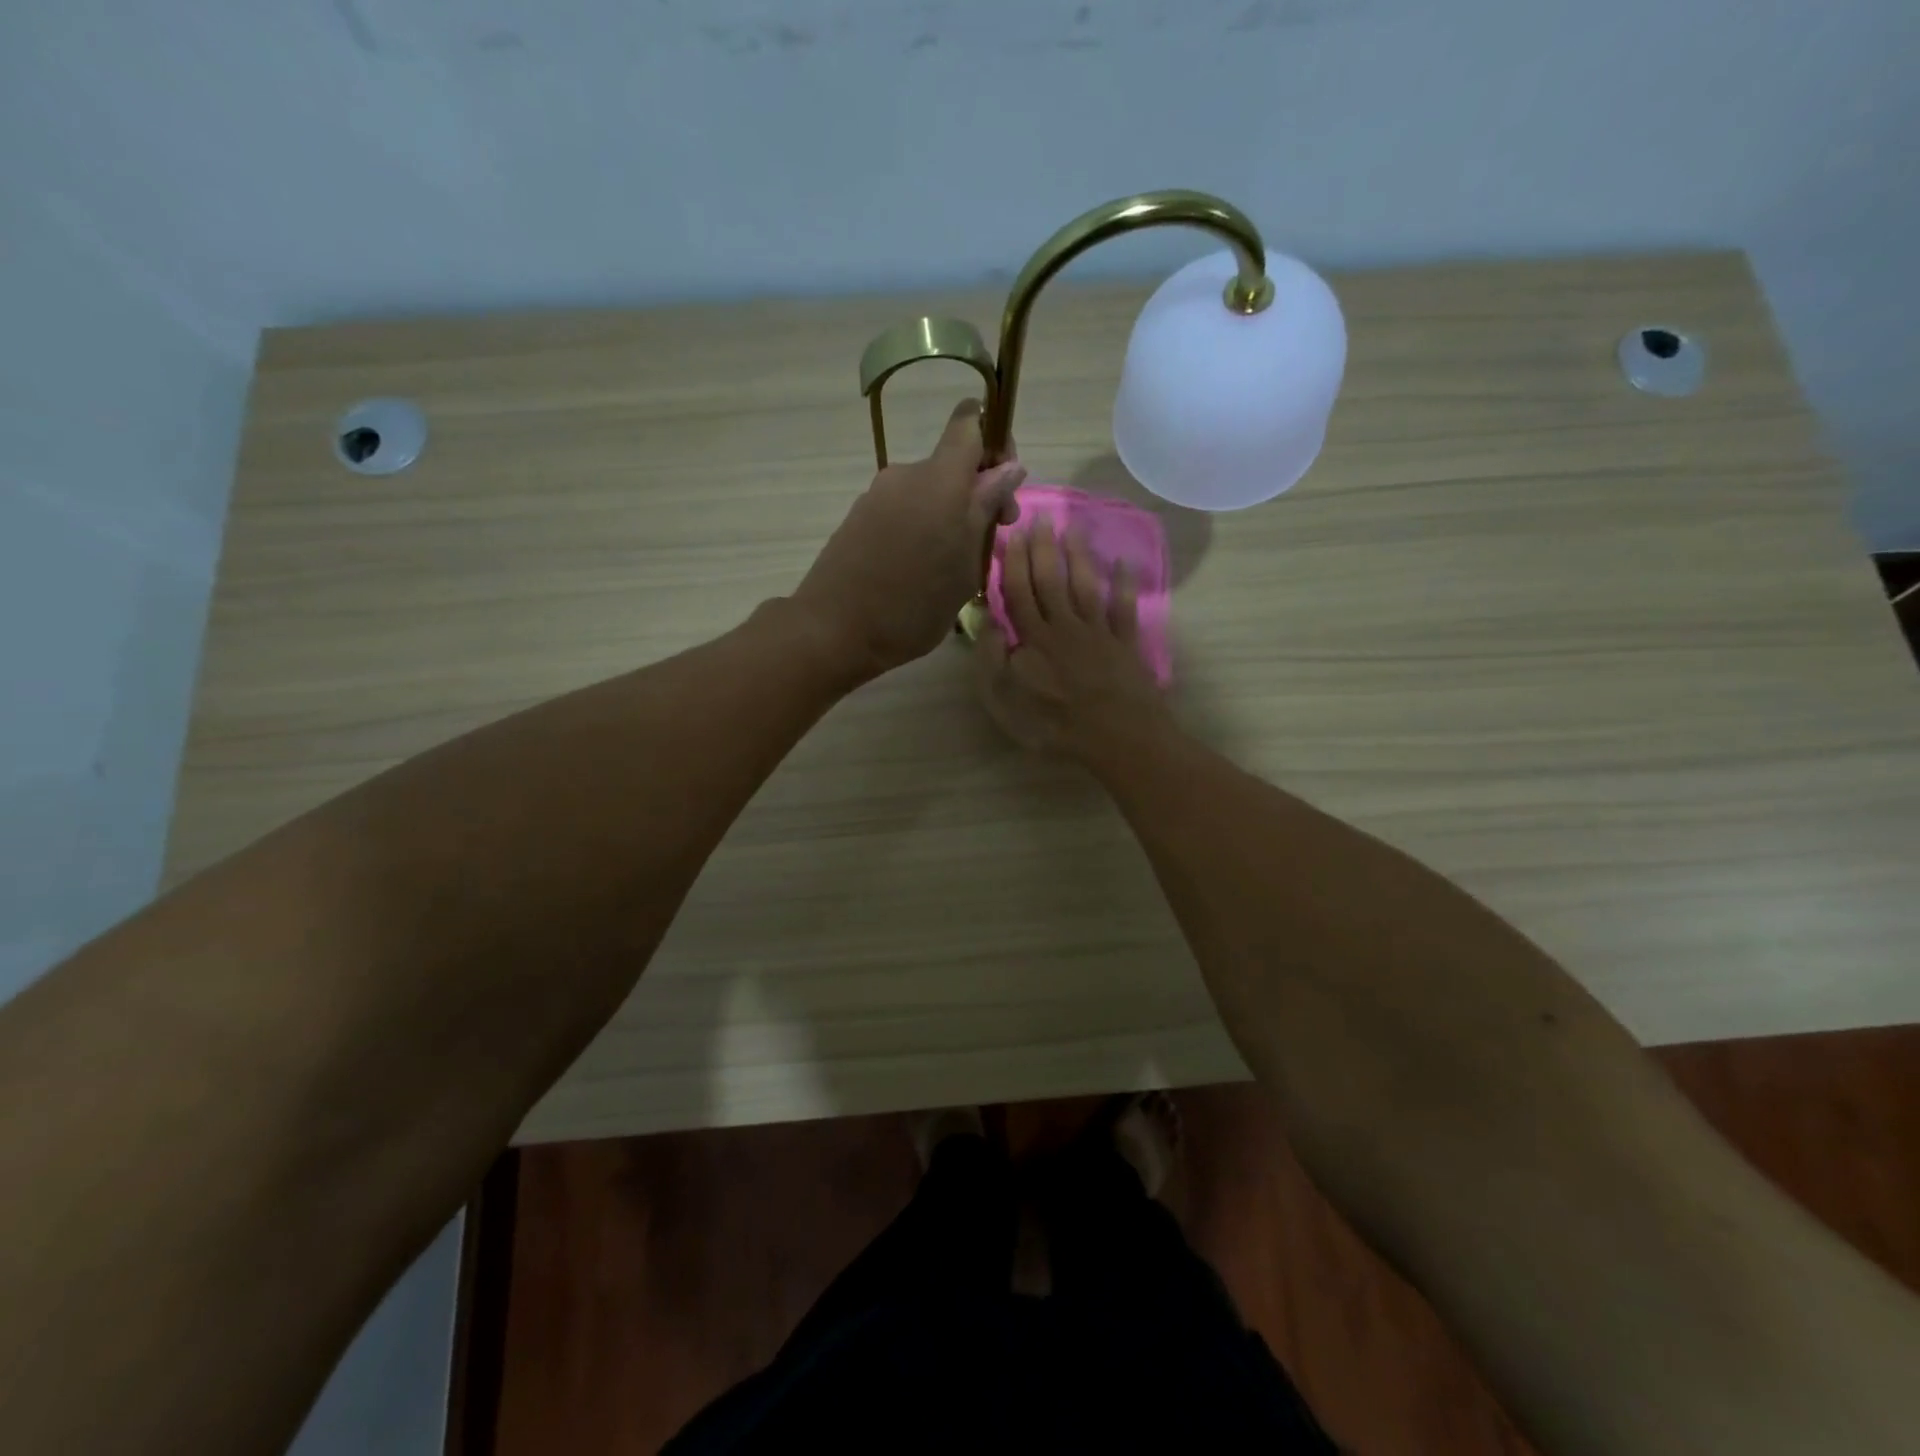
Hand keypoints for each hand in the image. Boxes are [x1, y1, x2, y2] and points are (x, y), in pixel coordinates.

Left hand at [792, 399, 1025, 680]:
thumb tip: (1009, 468)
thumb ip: (986, 510)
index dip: (994, 441)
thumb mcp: (966, 564)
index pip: (970, 423)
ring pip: (927, 492)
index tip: (1004, 485)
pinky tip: (918, 570)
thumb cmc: (913, 604)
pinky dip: (919, 528)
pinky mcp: (858, 517)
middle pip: (950, 465)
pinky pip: (902, 510)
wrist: (835, 630)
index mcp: (940, 480)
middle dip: (976, 494)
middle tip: (988, 541)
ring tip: (950, 567)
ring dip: (947, 516)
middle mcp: (906, 475)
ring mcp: (877, 496)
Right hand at [975, 514, 1171, 757]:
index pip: (1019, 591)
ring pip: (1086, 586)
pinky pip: (1124, 608)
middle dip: (1044, 547)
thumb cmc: (1054, 724)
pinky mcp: (1125, 644)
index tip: (1013, 532)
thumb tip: (986, 620)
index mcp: (1033, 638)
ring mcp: (1098, 633)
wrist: (1116, 736)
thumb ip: (991, 659)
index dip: (1015, 562)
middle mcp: (1065, 626)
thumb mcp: (1004, 700)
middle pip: (1052, 580)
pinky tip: (1124, 564)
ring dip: (1079, 555)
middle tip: (1041, 517)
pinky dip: (1124, 585)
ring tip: (1074, 527)